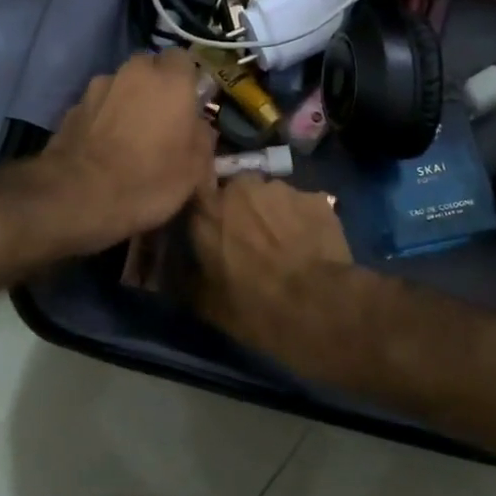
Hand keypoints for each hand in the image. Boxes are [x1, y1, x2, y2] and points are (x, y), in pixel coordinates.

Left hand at [33, 51, 216, 250]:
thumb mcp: (194, 171)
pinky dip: (104, 118)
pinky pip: (98, 106)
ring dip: (128, 101)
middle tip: (162, 119)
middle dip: (156, 87)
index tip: (190, 104)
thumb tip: (199, 127)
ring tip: (130, 136)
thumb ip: (203, 139)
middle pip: (150, 68)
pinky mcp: (73, 107)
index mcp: (170, 80)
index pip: (184, 59)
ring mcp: (98, 87)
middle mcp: (133, 72)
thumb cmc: (148, 180)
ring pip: (121, 85)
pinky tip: (105, 147)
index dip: (187, 80)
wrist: (78, 195)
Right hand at [188, 175, 352, 373]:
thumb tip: (177, 269)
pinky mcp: (316, 198)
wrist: (318, 306)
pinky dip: (302, 220)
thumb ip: (186, 278)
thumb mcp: (206, 304)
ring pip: (270, 196)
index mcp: (207, 210)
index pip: (196, 198)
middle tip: (248, 240)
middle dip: (240, 210)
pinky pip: (302, 206)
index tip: (209, 233)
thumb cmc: (253, 306)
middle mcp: (241, 188)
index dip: (204, 214)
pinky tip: (310, 245)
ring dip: (272, 213)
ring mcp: (282, 189)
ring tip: (284, 244)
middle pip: (236, 191)